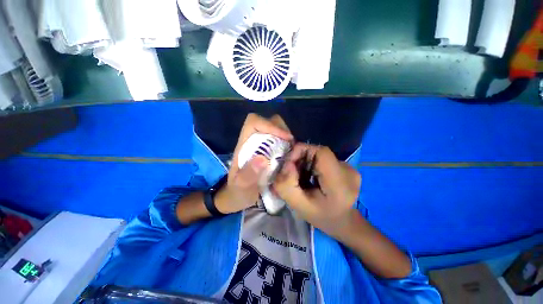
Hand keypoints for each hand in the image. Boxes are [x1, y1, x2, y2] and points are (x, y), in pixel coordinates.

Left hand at [216, 114, 292, 213]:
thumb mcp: (241, 187)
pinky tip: (290, 155)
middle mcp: (253, 141)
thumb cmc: (237, 191)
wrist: (237, 197)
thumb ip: (248, 175)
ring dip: (285, 136)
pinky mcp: (268, 151)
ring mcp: (261, 146)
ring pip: (275, 129)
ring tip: (292, 150)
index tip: (286, 138)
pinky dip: (287, 143)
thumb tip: (262, 159)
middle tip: (290, 144)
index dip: (270, 125)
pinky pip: (279, 140)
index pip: (254, 122)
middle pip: (267, 122)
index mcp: (244, 145)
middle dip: (281, 129)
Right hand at [273, 143, 360, 235]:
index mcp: (339, 183)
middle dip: (300, 159)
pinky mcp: (346, 167)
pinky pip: (323, 158)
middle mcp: (348, 171)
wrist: (343, 222)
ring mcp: (348, 168)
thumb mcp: (299, 207)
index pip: (321, 152)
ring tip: (301, 177)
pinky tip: (310, 177)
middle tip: (292, 174)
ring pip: (319, 154)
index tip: (288, 164)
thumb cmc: (321, 218)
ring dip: (305, 162)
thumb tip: (285, 165)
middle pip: (318, 152)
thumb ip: (287, 186)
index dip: (301, 151)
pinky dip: (311, 164)